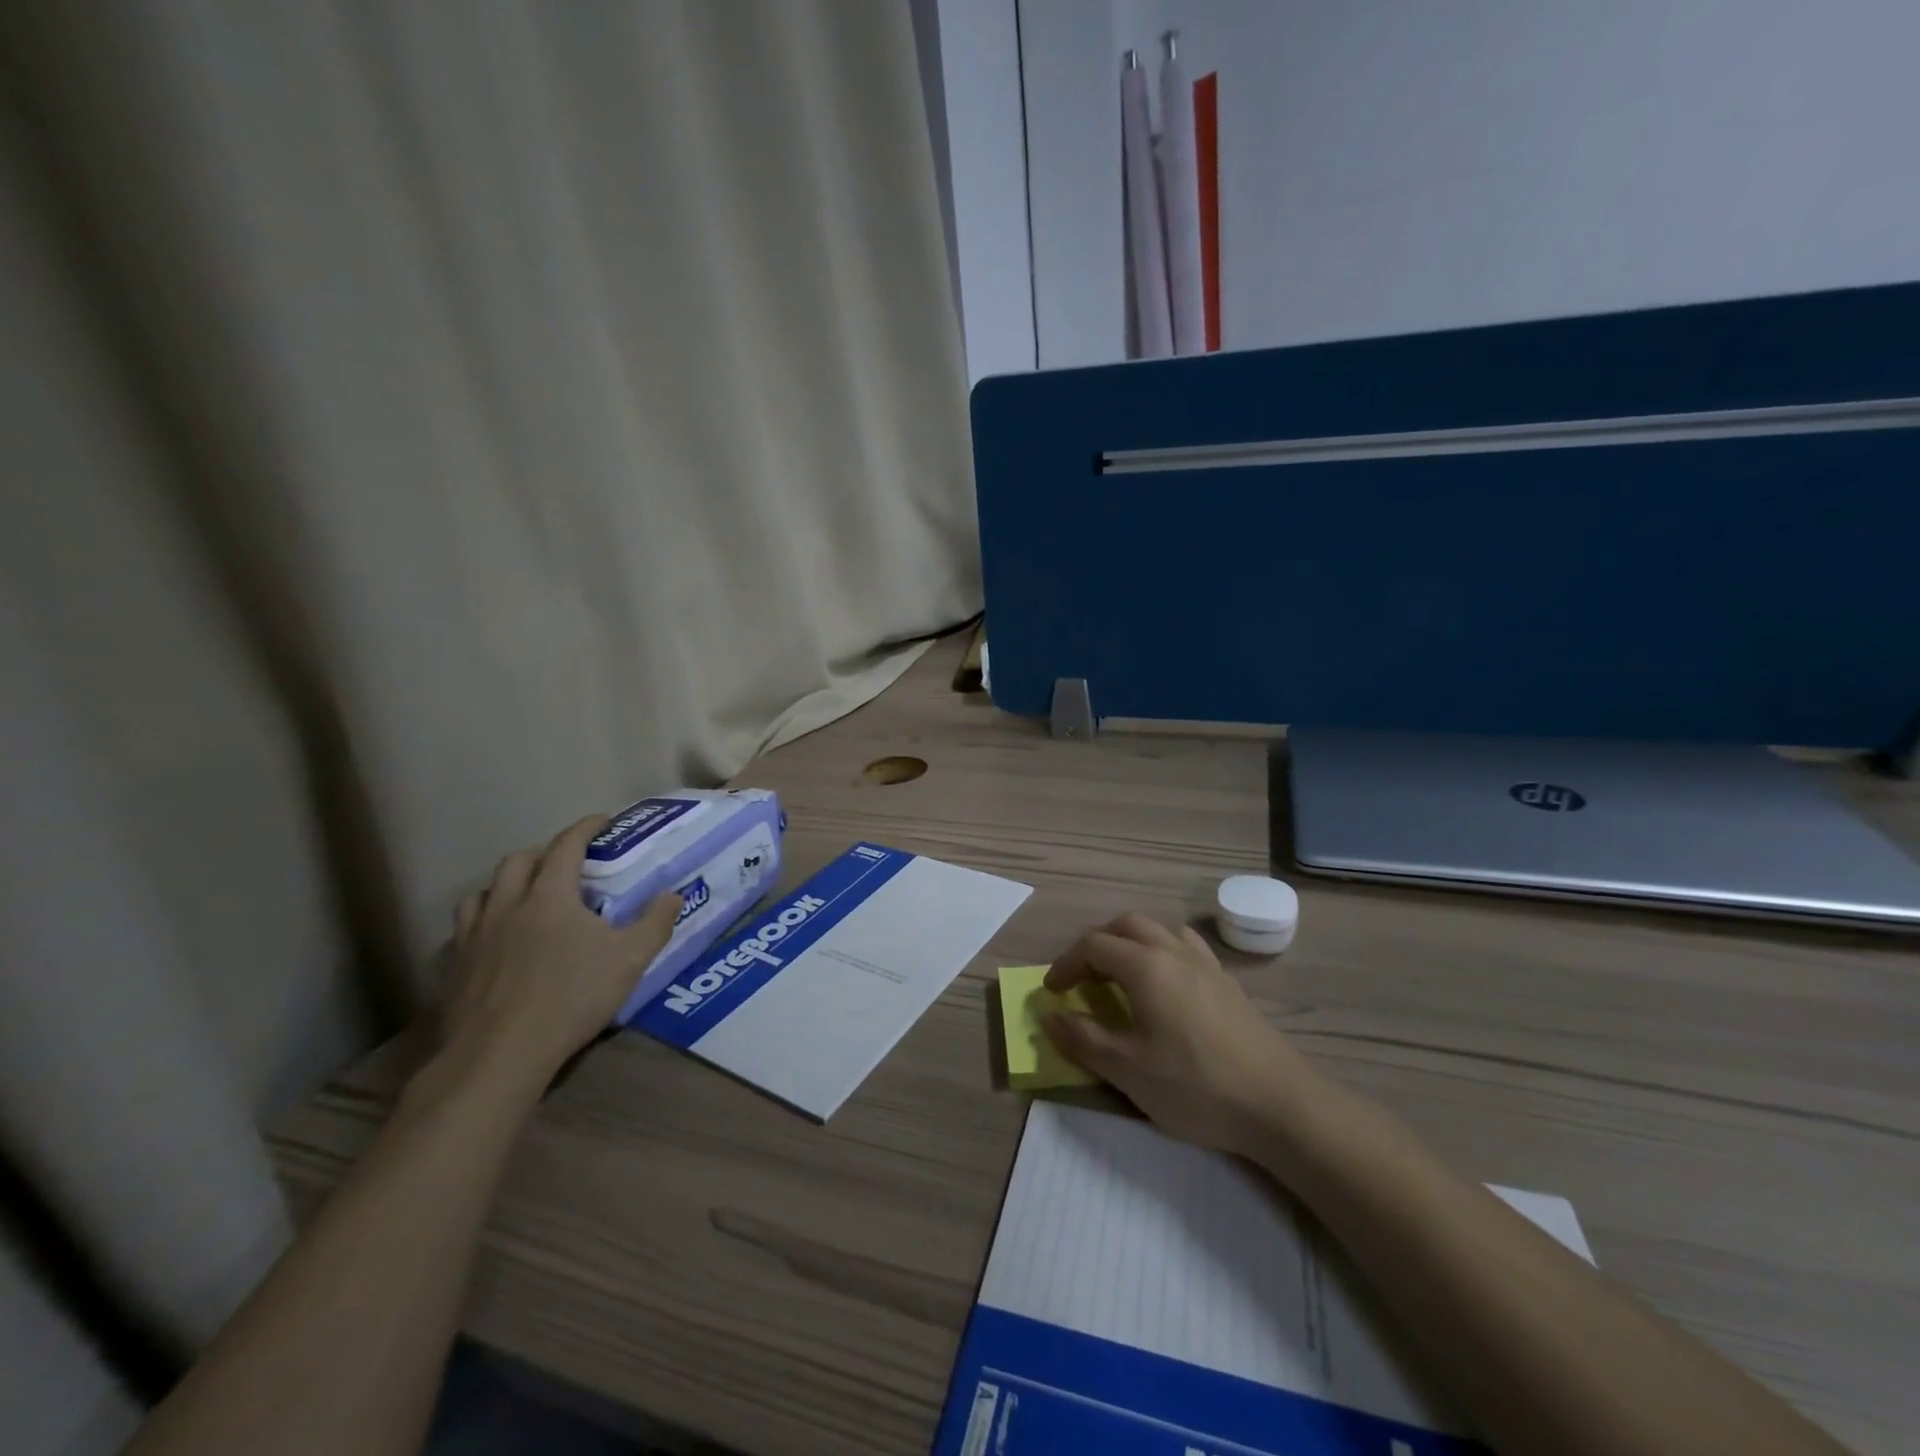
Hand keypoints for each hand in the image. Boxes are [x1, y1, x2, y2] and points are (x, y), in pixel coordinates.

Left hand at [442, 815, 679, 1088]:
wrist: (500, 1054)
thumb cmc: (571, 997)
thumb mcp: (629, 959)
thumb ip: (655, 922)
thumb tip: (673, 894)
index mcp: (550, 895)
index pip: (566, 845)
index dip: (585, 828)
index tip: (602, 821)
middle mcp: (508, 904)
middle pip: (519, 860)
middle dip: (544, 852)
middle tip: (567, 864)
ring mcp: (475, 935)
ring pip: (484, 891)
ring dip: (507, 884)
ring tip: (526, 897)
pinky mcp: (456, 966)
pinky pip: (466, 927)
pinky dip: (485, 920)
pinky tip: (498, 940)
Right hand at [1042, 913, 1321, 1156]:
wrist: (1279, 1104)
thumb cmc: (1195, 1085)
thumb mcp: (1127, 1070)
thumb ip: (1083, 1038)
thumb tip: (1049, 1015)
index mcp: (1145, 966)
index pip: (1094, 946)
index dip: (1066, 964)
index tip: (1053, 992)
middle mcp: (1174, 952)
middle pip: (1126, 925)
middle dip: (1097, 944)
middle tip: (1082, 977)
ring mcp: (1206, 964)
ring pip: (1159, 931)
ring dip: (1131, 943)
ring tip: (1121, 976)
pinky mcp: (1228, 982)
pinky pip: (1187, 947)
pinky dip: (1163, 953)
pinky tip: (1167, 986)